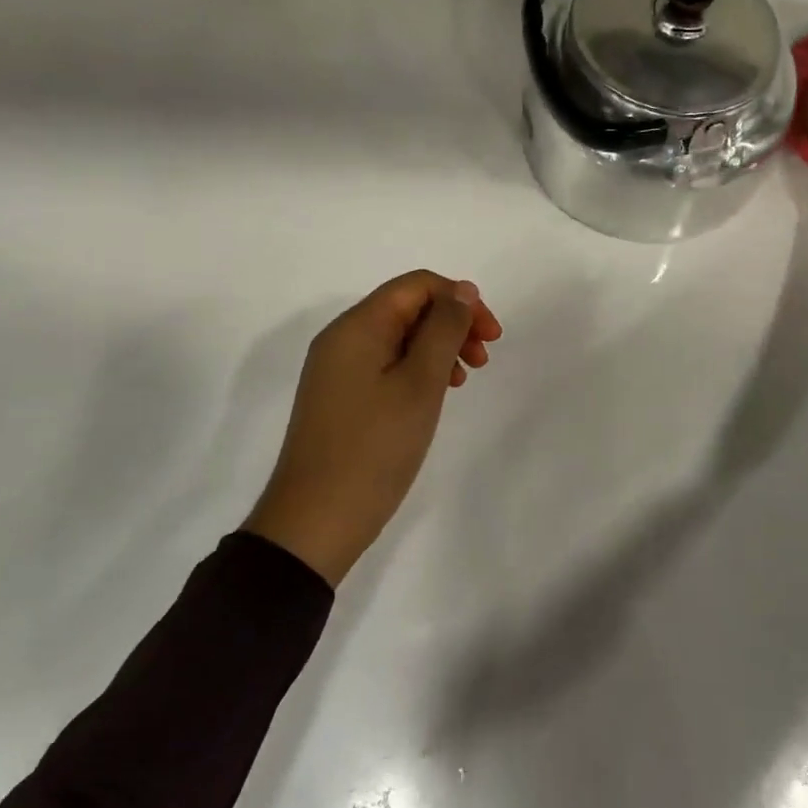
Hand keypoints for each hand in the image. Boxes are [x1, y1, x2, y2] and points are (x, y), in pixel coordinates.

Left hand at [243, 271, 503, 585]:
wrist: (315, 521)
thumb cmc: (375, 448)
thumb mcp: (420, 383)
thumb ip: (444, 330)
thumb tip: (462, 290)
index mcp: (357, 326)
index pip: (416, 285)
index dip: (460, 299)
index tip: (491, 335)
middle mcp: (342, 338)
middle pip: (407, 308)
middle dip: (452, 324)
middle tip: (483, 360)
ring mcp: (337, 369)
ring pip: (399, 338)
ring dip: (438, 348)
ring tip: (463, 380)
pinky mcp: (340, 397)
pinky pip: (385, 365)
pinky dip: (417, 370)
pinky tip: (435, 395)